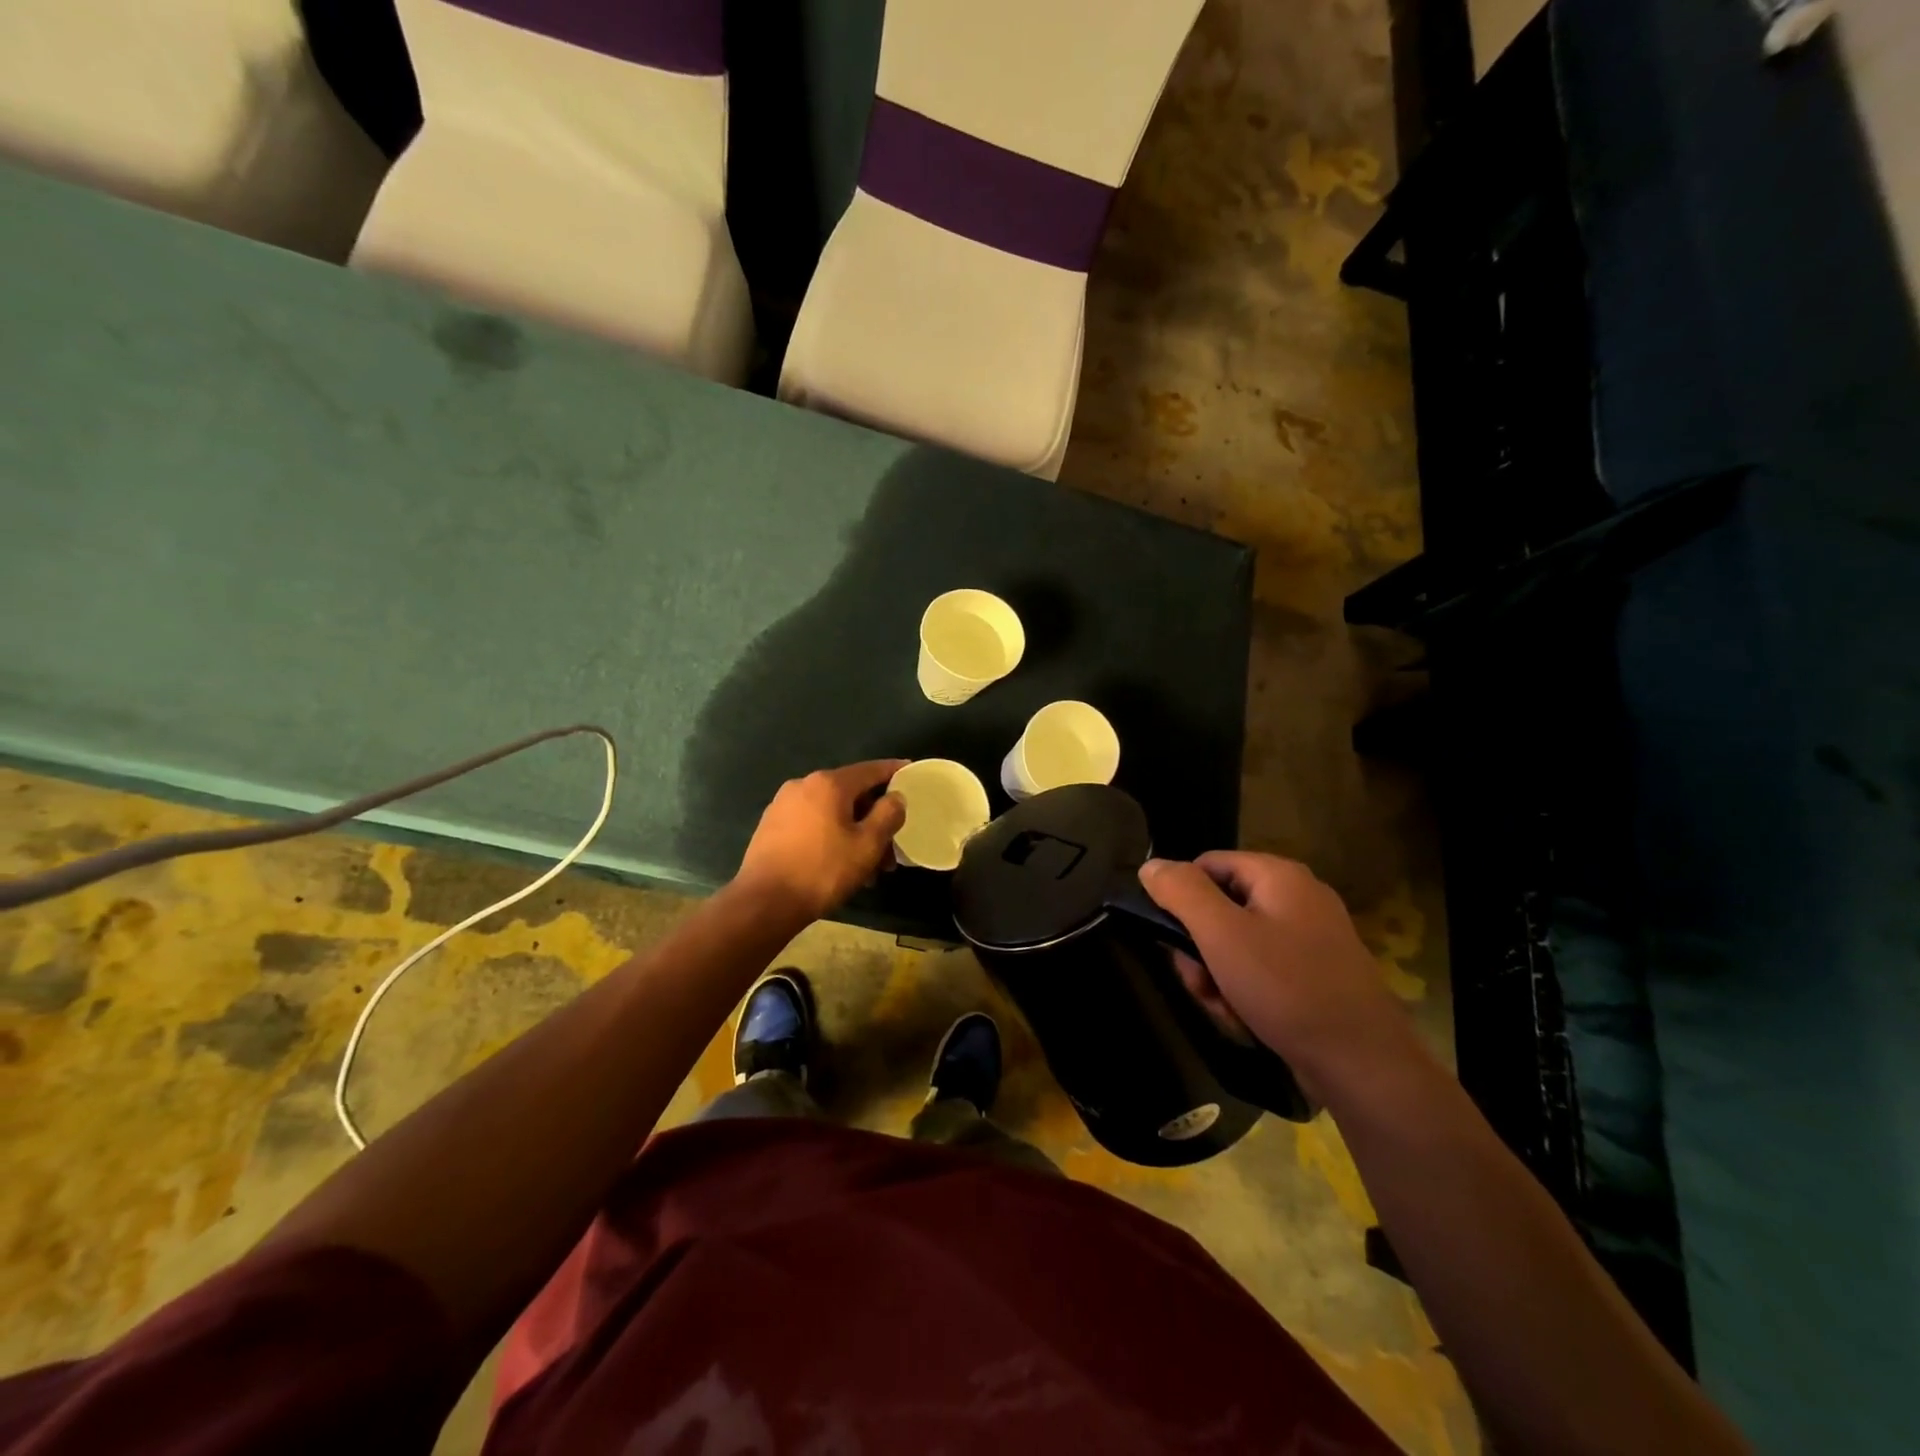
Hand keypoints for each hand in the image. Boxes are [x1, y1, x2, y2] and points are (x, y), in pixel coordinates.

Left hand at [736, 761, 908, 921]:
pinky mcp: (771, 826)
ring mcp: (783, 805)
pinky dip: (831, 836)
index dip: (894, 771)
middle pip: (851, 794)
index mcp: (829, 784)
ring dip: (854, 833)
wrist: (764, 903)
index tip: (910, 771)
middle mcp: (803, 785)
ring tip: (868, 869)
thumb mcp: (867, 845)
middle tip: (891, 848)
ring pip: (831, 812)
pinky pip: (812, 823)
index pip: (870, 769)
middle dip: (874, 819)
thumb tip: (895, 797)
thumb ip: (888, 815)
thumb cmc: (823, 871)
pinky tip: (840, 865)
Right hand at [1139, 852, 1425, 1102]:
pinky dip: (1246, 993)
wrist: (1363, 1064)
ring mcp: (1311, 938)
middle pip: (1220, 908)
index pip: (1207, 865)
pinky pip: (1263, 971)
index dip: (1182, 899)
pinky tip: (1248, 1021)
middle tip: (1201, 984)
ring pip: (1237, 945)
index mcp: (1279, 876)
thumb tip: (1151, 866)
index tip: (1175, 942)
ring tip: (1227, 1010)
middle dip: (1201, 951)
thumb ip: (1181, 892)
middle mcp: (1298, 898)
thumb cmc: (1286, 988)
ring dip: (1219, 978)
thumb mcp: (1221, 935)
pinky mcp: (1317, 974)